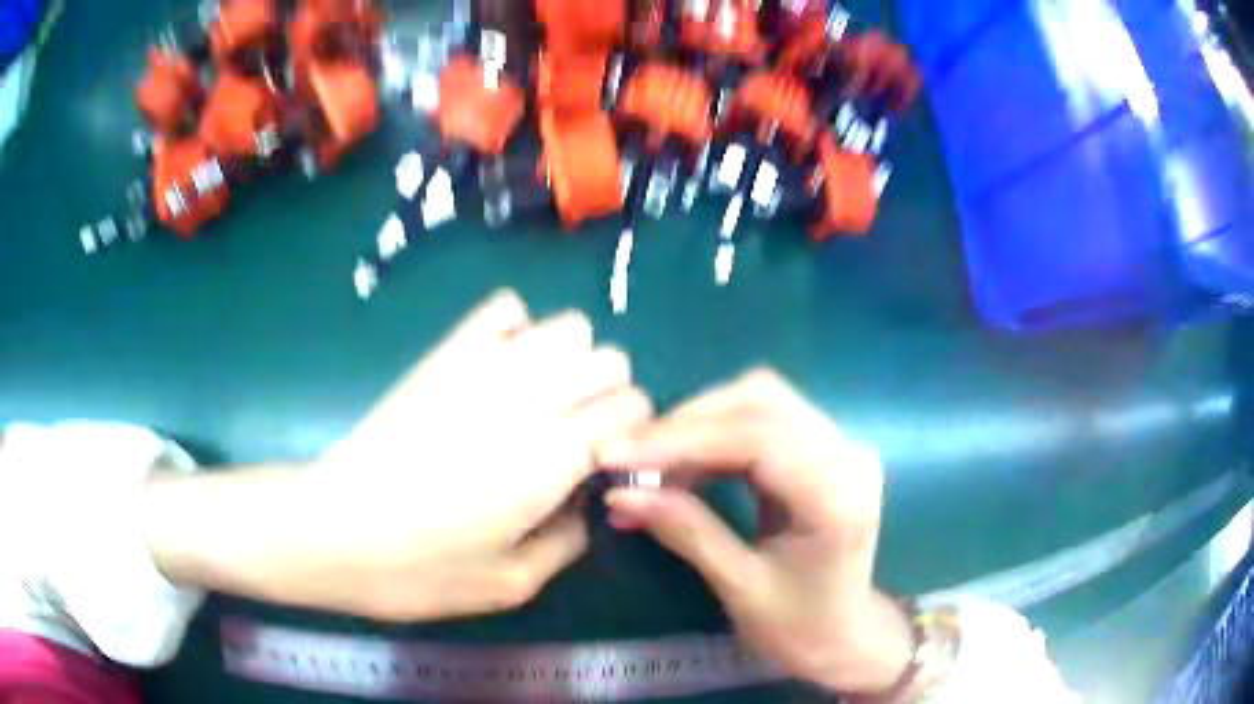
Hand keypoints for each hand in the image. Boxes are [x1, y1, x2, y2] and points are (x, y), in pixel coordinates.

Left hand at [146, 290, 651, 621]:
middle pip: (609, 357)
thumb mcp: (511, 585)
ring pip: (567, 325)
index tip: (608, 460)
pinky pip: (504, 308)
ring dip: (569, 359)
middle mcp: (529, 399)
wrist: (333, 530)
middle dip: (607, 393)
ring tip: (540, 399)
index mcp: (552, 460)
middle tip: (575, 434)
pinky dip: (517, 330)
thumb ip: (568, 541)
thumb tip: (585, 501)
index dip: (633, 432)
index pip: (632, 408)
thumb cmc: (419, 571)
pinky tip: (500, 368)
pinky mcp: (445, 353)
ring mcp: (483, 367)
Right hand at [597, 369, 912, 694]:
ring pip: (760, 399)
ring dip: (699, 423)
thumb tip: (619, 492)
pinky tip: (683, 464)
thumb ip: (685, 531)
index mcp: (838, 496)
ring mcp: (840, 445)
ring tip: (649, 463)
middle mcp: (848, 455)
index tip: (618, 455)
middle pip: (761, 399)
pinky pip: (764, 418)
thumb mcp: (739, 588)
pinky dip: (716, 433)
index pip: (758, 437)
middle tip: (628, 456)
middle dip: (686, 423)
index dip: (683, 439)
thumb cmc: (798, 628)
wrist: (843, 636)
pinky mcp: (824, 448)